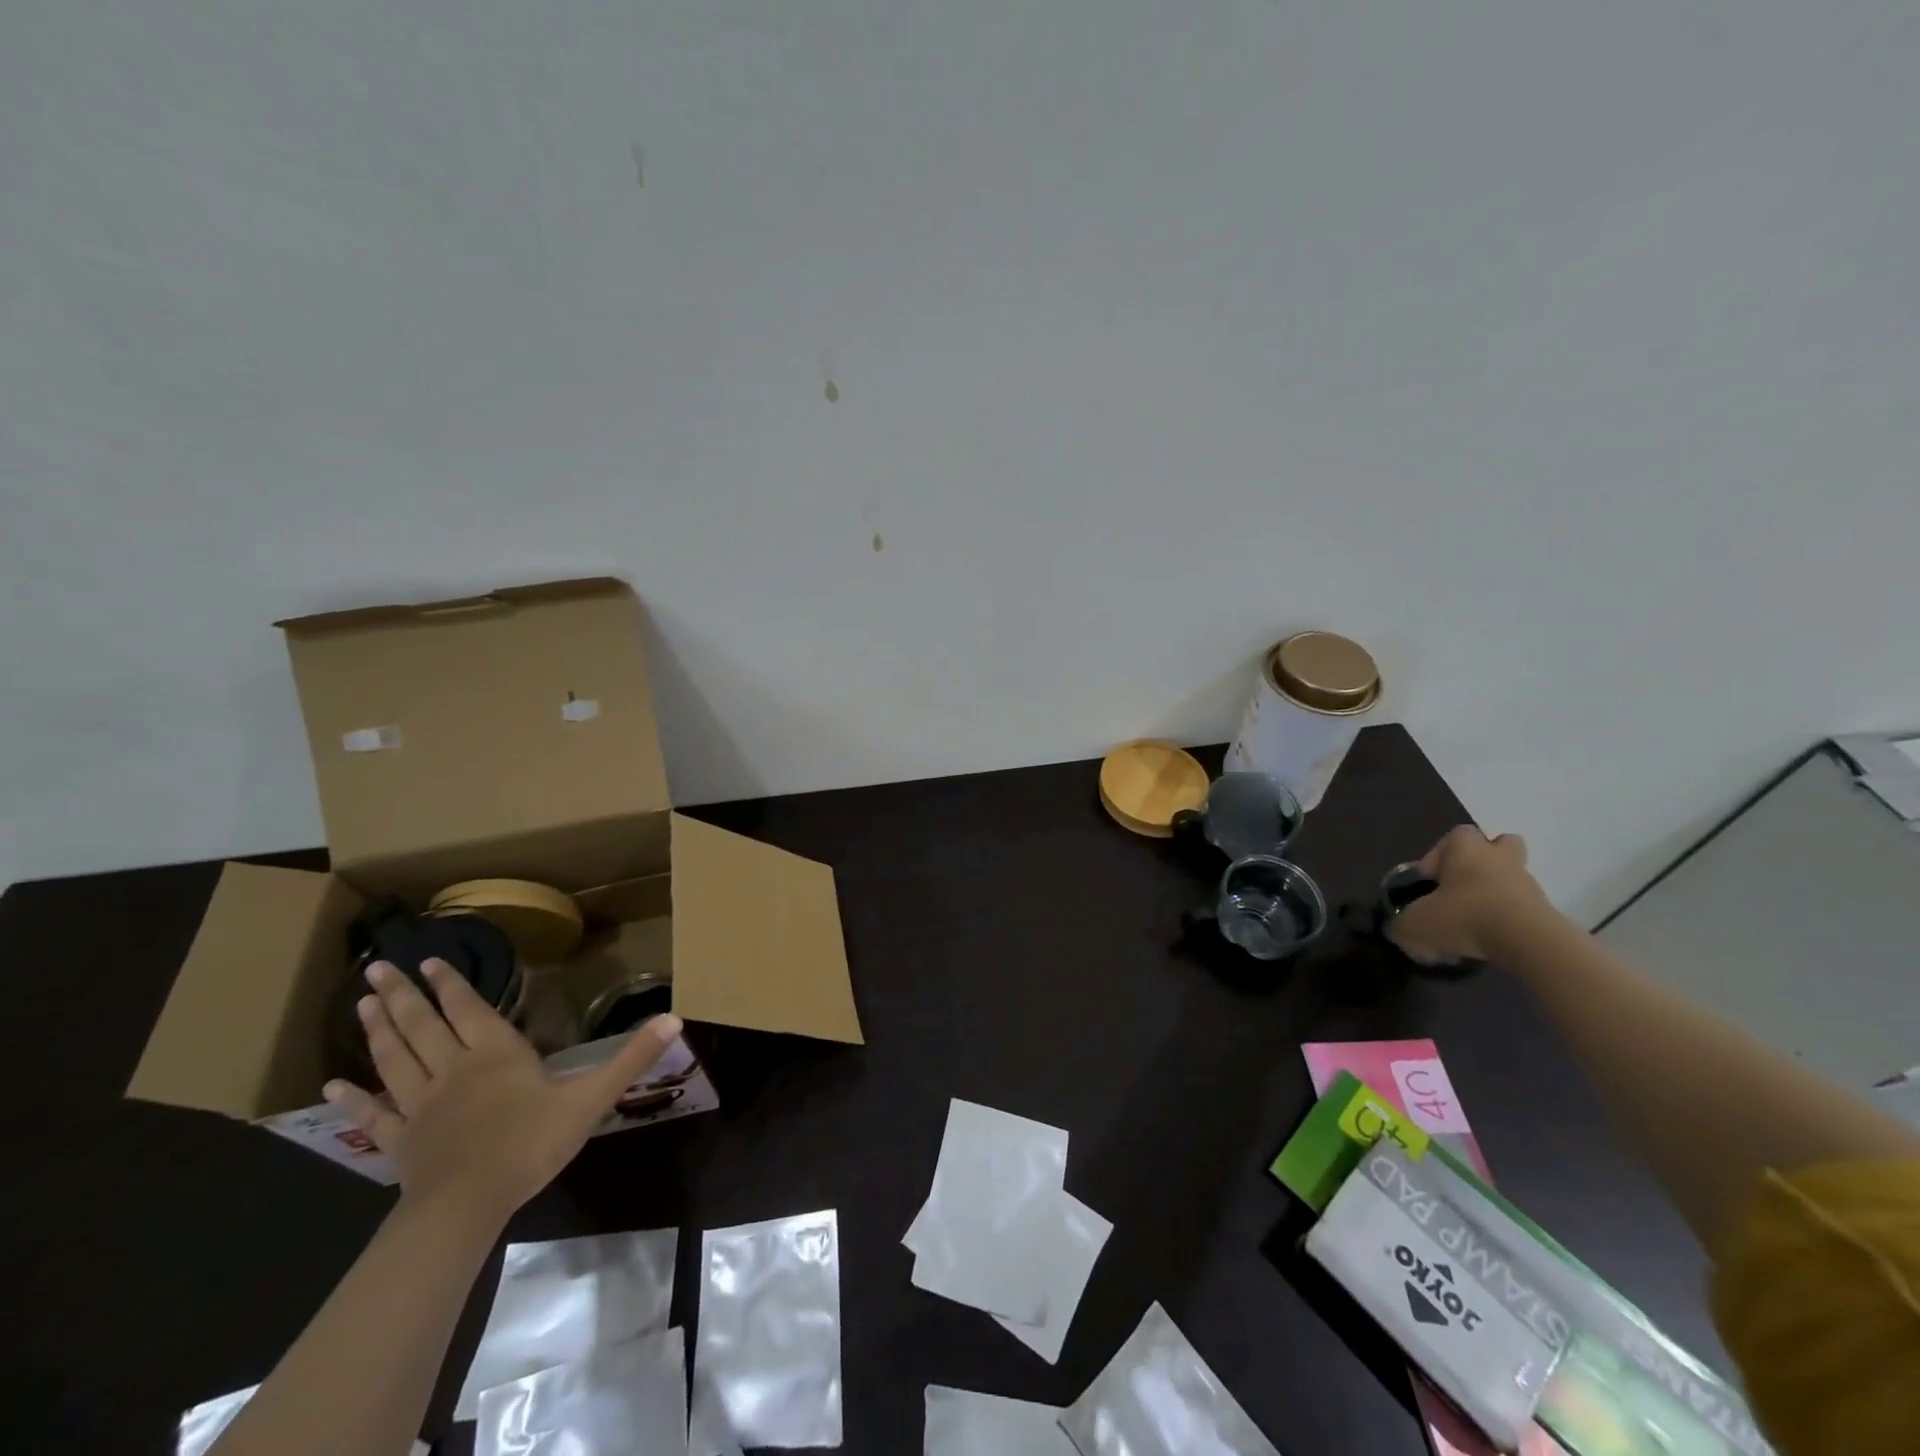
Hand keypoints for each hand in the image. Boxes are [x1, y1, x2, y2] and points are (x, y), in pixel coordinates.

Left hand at [323, 959, 681, 1226]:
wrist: (468, 1205)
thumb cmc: (531, 1143)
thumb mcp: (592, 1097)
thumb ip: (631, 1058)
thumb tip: (675, 1018)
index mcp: (495, 1053)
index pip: (468, 1008)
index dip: (450, 984)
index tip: (430, 959)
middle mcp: (452, 1068)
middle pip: (422, 1025)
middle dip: (402, 995)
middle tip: (379, 969)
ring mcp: (420, 1105)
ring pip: (395, 1059)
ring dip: (378, 1030)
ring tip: (363, 1004)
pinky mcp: (400, 1140)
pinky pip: (373, 1115)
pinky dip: (353, 1099)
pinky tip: (330, 1087)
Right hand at [1388, 826, 1556, 965]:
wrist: (1528, 942)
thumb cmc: (1464, 916)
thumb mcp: (1414, 925)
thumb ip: (1402, 927)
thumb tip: (1402, 932)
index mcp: (1466, 849)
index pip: (1455, 835)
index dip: (1438, 855)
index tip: (1428, 882)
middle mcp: (1500, 859)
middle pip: (1499, 846)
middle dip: (1482, 864)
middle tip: (1460, 890)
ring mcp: (1528, 885)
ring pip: (1511, 881)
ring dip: (1494, 898)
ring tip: (1473, 926)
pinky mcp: (1546, 913)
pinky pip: (1522, 911)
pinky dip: (1507, 924)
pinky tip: (1489, 945)